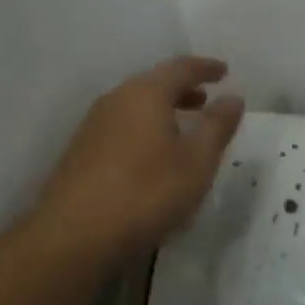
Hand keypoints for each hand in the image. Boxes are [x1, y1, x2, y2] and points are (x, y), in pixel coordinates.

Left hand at [31, 56, 245, 257]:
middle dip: (182, 88)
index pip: (180, 68)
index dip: (205, 67)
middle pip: (154, 83)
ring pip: (135, 105)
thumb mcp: (196, 162)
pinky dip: (144, 128)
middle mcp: (116, 99)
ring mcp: (93, 125)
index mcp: (146, 93)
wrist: (72, 237)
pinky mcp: (81, 152)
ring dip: (162, 109)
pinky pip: (121, 125)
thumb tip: (233, 98)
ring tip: (182, 127)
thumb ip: (217, 126)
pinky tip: (152, 155)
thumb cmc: (145, 193)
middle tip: (205, 99)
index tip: (224, 71)